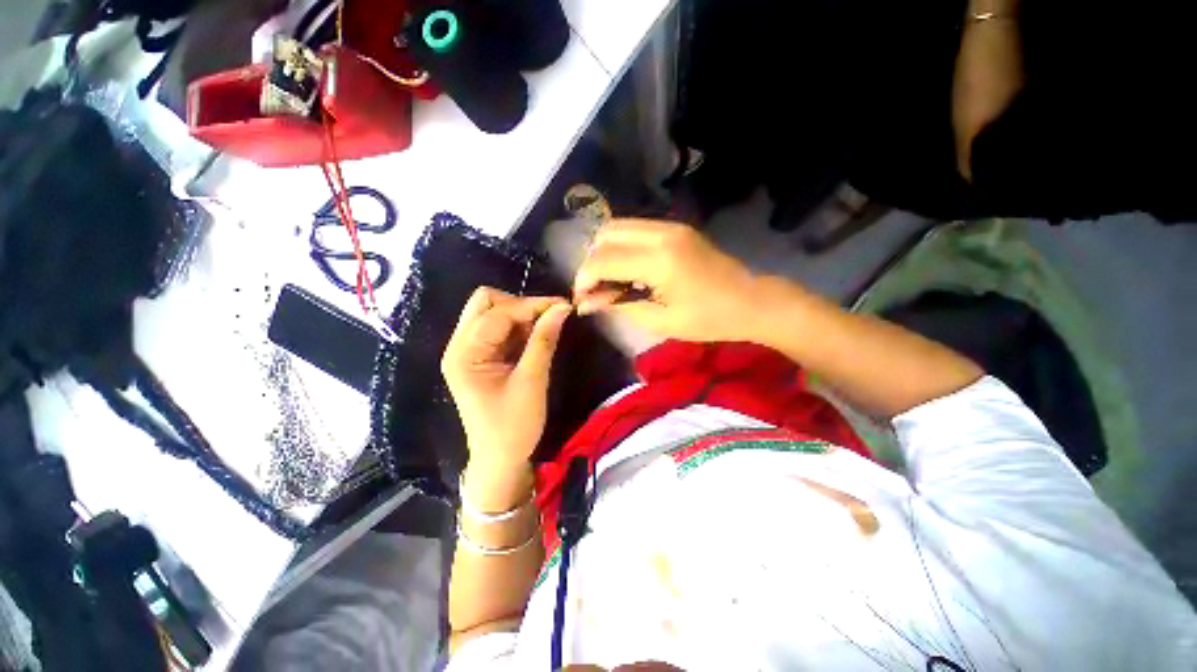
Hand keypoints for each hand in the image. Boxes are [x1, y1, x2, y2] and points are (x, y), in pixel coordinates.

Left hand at [442, 288, 571, 476]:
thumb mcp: (532, 382)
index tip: (564, 305)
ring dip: (522, 316)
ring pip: (493, 313)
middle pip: (486, 303)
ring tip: (547, 328)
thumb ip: (544, 340)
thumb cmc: (513, 427)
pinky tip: (537, 337)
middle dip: (521, 306)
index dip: (532, 306)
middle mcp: (460, 346)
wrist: (500, 460)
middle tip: (549, 318)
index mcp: (464, 354)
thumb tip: (562, 308)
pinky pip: (500, 329)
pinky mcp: (481, 357)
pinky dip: (520, 328)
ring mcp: (469, 351)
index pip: (498, 313)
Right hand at [573, 219, 763, 341]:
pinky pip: (635, 230)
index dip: (584, 279)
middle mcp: (661, 233)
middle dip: (592, 261)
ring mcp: (670, 226)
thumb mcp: (660, 321)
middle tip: (597, 289)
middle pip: (605, 233)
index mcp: (659, 260)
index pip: (603, 259)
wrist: (751, 301)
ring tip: (611, 281)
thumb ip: (619, 306)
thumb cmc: (708, 319)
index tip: (582, 299)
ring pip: (618, 227)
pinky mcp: (675, 228)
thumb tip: (586, 304)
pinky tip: (629, 270)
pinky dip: (622, 247)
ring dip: (605, 251)